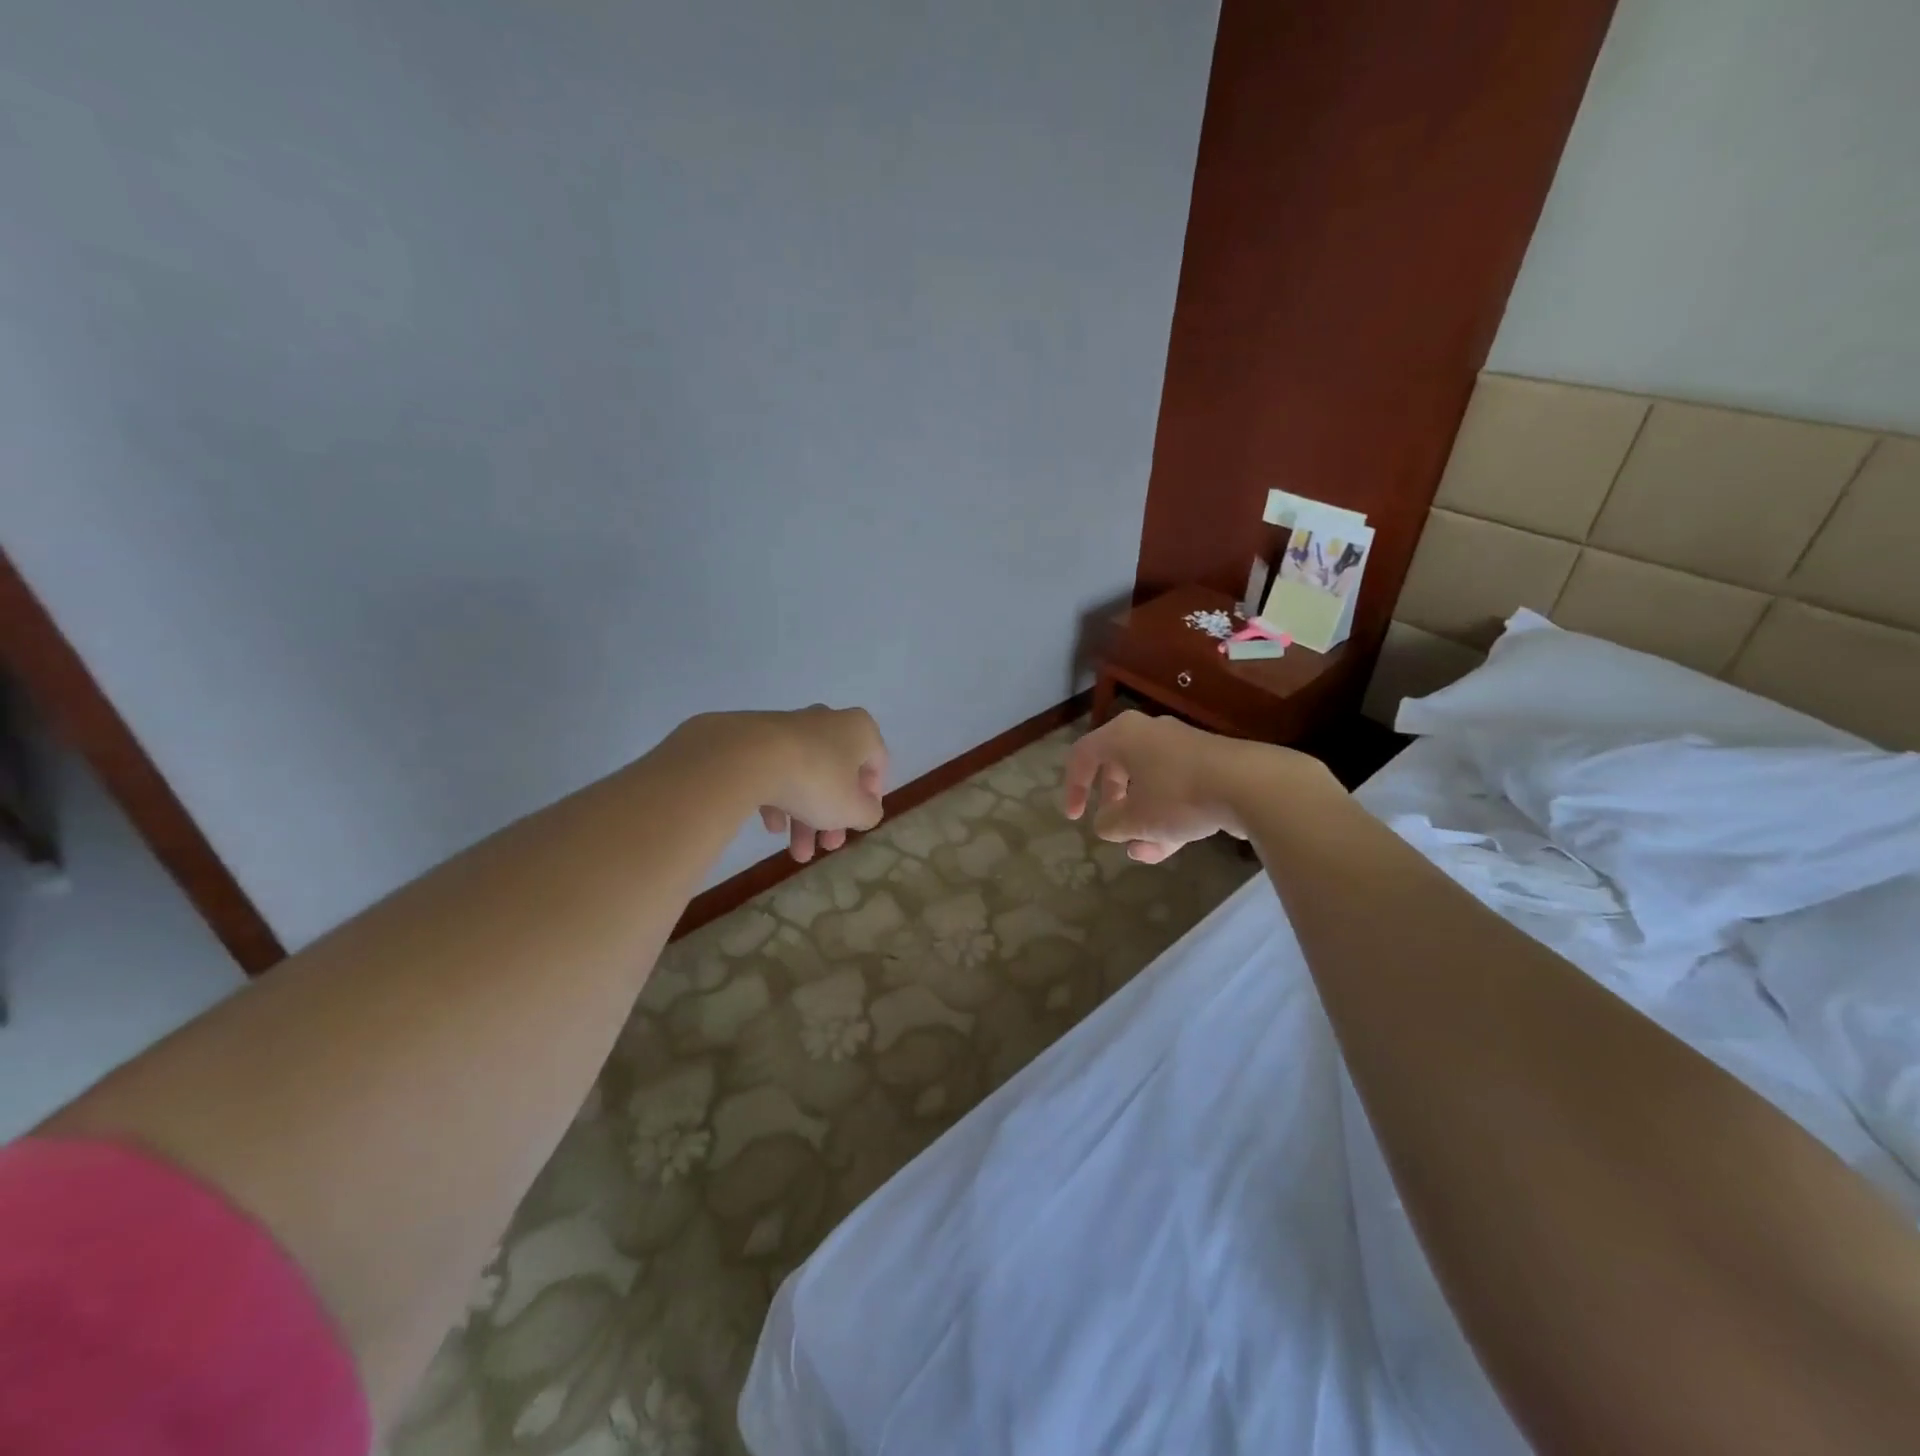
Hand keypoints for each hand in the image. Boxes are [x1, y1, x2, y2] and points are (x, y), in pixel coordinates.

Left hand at [736, 706, 888, 862]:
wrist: (748, 758)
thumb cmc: (816, 780)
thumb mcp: (853, 809)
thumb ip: (868, 814)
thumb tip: (865, 812)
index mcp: (859, 730)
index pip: (877, 763)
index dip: (872, 798)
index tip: (859, 823)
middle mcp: (828, 721)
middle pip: (838, 774)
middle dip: (833, 816)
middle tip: (828, 846)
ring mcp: (790, 727)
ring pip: (806, 775)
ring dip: (806, 816)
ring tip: (797, 853)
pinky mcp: (758, 737)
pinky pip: (776, 770)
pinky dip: (778, 799)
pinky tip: (772, 827)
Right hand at [1063, 710, 1321, 863]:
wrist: (1252, 786)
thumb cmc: (1178, 795)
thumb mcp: (1134, 818)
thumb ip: (1111, 823)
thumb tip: (1107, 823)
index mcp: (1124, 735)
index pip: (1083, 755)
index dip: (1073, 788)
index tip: (1076, 818)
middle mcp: (1151, 734)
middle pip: (1119, 769)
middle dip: (1113, 805)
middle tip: (1113, 829)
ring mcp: (1183, 748)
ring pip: (1150, 786)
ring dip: (1142, 820)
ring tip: (1141, 853)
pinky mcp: (1210, 765)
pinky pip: (1177, 791)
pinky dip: (1168, 817)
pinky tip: (1168, 848)